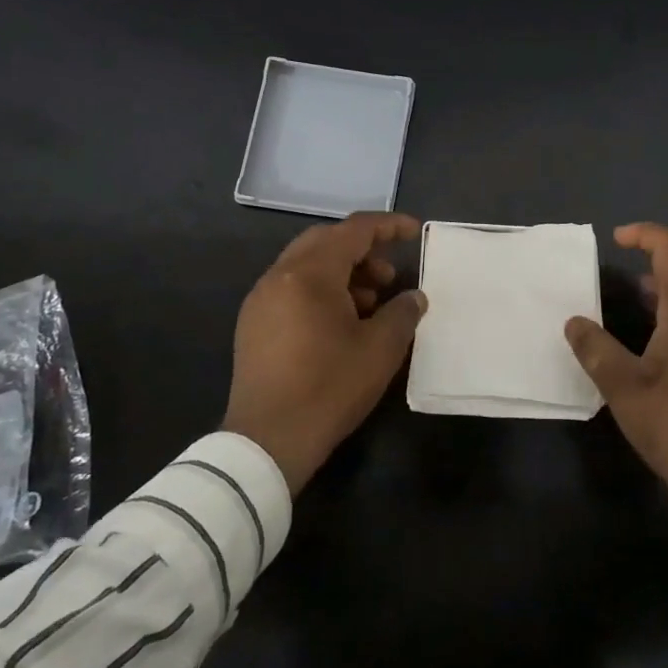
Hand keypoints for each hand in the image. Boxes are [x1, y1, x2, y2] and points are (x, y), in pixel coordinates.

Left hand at [223, 212, 427, 494]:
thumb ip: (402, 312)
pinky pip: (292, 288)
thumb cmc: (329, 387)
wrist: (267, 441)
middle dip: (363, 250)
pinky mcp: (253, 324)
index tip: (414, 232)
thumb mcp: (380, 349)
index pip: (354, 230)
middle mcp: (279, 276)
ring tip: (372, 303)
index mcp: (309, 273)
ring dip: (343, 272)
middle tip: (390, 275)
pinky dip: (321, 291)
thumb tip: (413, 297)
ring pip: (307, 265)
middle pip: (326, 241)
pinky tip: (342, 322)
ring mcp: (261, 299)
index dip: (388, 226)